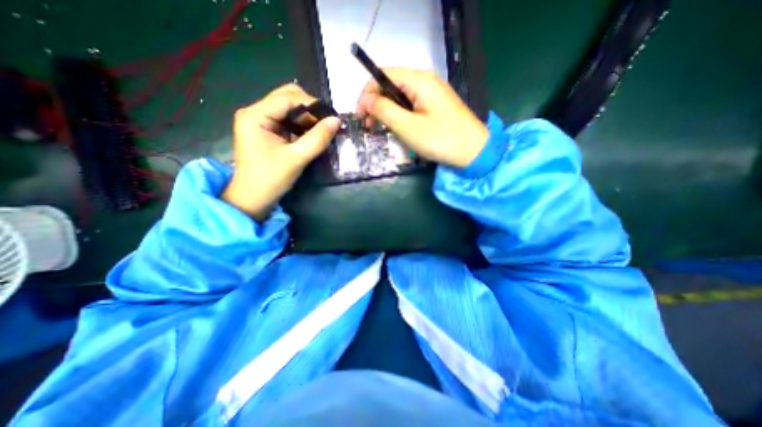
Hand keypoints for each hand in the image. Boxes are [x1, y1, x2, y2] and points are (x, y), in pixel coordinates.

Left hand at [221, 84, 338, 221]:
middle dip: (310, 110)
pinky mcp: (267, 132)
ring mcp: (260, 122)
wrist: (253, 200)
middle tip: (327, 125)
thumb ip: (318, 138)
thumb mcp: (297, 158)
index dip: (313, 105)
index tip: (333, 118)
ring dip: (308, 119)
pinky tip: (313, 136)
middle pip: (287, 98)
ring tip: (323, 131)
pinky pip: (288, 122)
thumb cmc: (270, 179)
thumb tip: (337, 121)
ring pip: (289, 110)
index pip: (288, 97)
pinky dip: (302, 127)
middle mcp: (255, 112)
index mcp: (256, 115)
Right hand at [356, 67, 487, 167]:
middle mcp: (425, 81)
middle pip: (391, 85)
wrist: (473, 152)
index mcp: (418, 80)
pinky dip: (400, 115)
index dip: (367, 93)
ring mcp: (432, 94)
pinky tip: (398, 128)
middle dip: (376, 104)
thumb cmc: (440, 139)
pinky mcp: (435, 107)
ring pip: (400, 97)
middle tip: (369, 126)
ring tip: (381, 129)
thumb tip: (366, 100)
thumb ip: (384, 109)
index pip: (383, 75)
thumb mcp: (407, 126)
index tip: (360, 114)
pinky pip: (411, 106)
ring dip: (387, 111)